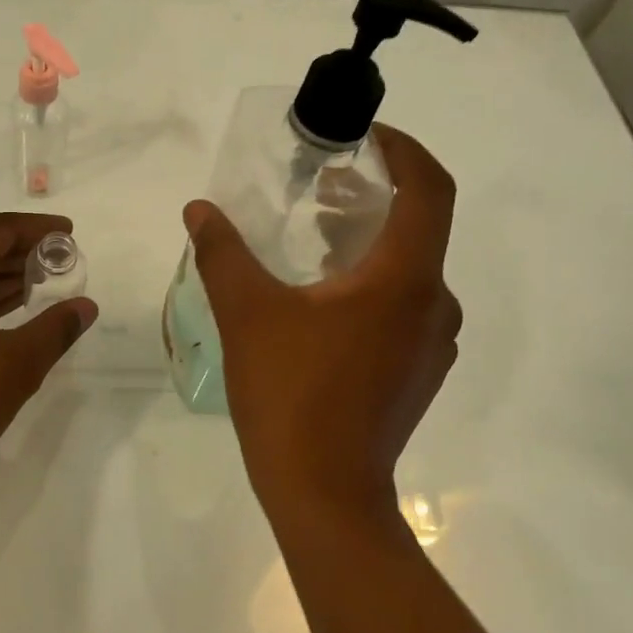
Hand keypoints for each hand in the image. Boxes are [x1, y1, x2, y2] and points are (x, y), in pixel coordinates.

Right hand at [183, 124, 460, 520]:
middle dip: (374, 195)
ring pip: (410, 267)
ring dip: (370, 240)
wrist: (326, 496)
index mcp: (406, 278)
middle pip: (419, 225)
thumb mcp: (247, 313)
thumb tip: (198, 209)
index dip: (404, 150)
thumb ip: (222, 252)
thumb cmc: (291, 395)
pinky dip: (373, 279)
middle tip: (322, 185)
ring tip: (315, 236)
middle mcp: (433, 304)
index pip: (430, 188)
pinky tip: (323, 296)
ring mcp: (432, 342)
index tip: (366, 136)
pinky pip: (404, 303)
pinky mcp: (419, 370)